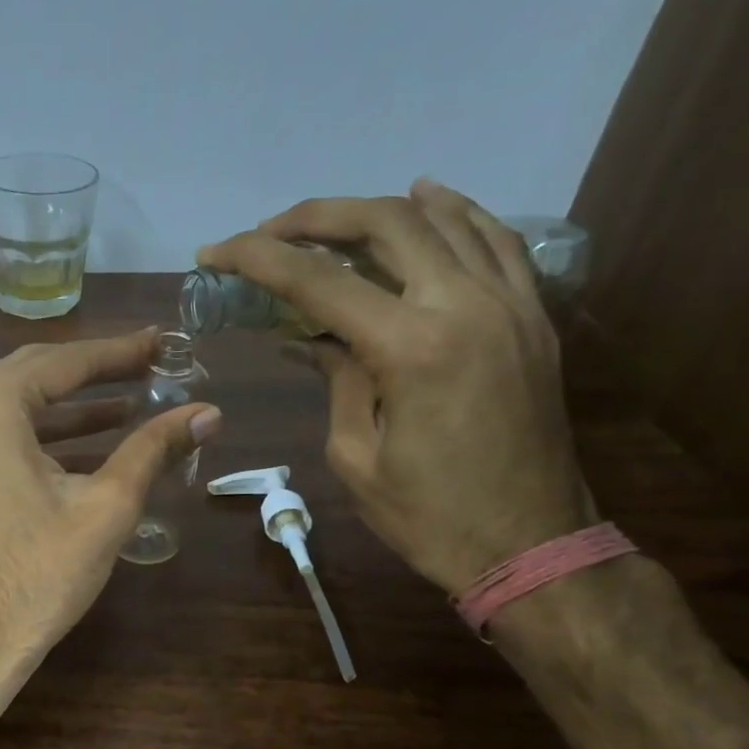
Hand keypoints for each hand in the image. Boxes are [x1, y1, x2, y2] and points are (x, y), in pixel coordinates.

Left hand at [0, 330, 220, 678]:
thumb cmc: (36, 575)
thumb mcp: (105, 506)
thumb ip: (153, 449)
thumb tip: (208, 412)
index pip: (62, 361)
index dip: (118, 353)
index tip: (160, 344)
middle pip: (32, 378)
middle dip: (93, 376)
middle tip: (147, 370)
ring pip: (11, 413)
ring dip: (67, 413)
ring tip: (127, 412)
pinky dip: (35, 442)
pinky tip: (80, 453)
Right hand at [198, 180, 593, 594]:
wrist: (531, 546)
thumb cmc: (428, 516)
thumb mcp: (356, 456)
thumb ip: (338, 381)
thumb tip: (316, 340)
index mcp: (411, 348)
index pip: (319, 281)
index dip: (258, 259)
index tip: (216, 252)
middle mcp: (465, 306)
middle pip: (386, 223)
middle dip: (316, 218)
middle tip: (268, 231)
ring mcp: (511, 304)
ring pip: (444, 219)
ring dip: (378, 210)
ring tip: (330, 221)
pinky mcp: (533, 318)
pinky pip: (496, 242)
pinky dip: (455, 214)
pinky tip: (427, 202)